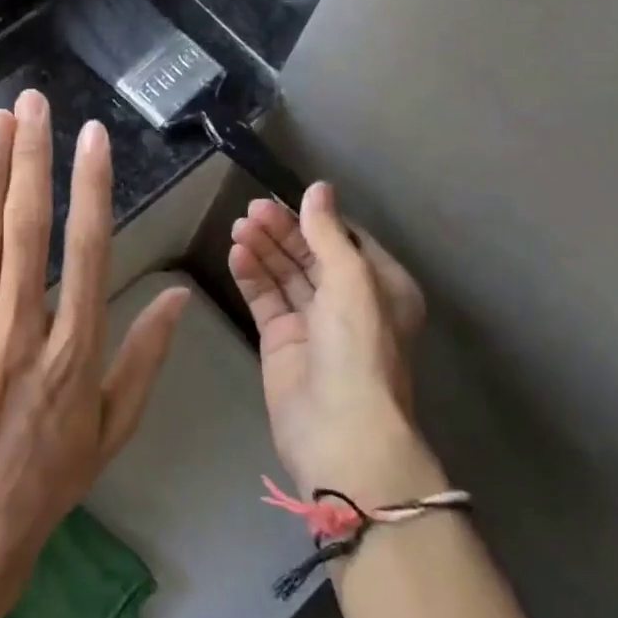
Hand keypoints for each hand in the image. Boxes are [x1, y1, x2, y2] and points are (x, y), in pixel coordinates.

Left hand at [0, 89, 188, 617]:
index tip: (93, 138)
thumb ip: (146, 359)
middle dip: (32, 158)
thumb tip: (180, 298)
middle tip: (34, 103)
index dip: (91, 188)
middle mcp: (21, 332)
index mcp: (75, 351)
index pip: (88, 251)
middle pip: (26, 229)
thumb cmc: (49, 478)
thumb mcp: (114, 428)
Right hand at [228, 184, 442, 502]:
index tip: (283, 198)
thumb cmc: (357, 348)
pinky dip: (251, 277)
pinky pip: (265, 300)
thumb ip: (329, 234)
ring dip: (264, 250)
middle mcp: (348, 303)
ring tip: (238, 226)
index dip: (315, 219)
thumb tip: (318, 188)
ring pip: (285, 276)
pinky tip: (236, 254)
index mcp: (381, 287)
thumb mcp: (351, 282)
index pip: (346, 240)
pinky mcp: (281, 342)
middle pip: (311, 255)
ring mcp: (313, 324)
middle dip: (283, 231)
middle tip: (250, 210)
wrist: (337, 428)